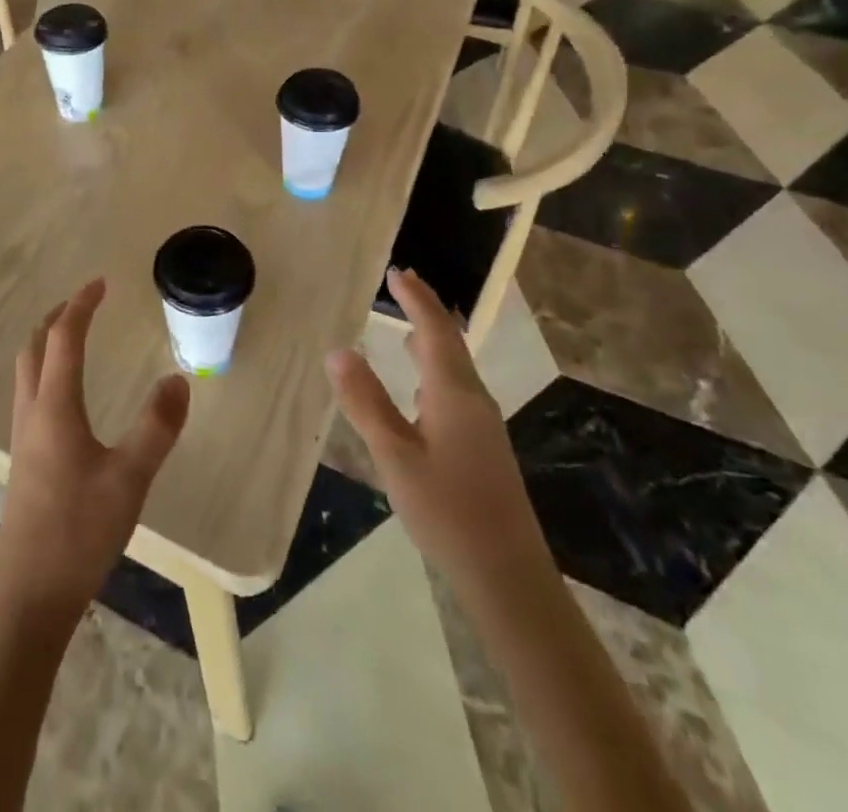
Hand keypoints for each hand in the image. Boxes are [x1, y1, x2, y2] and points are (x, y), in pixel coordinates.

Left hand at [0, 279, 190, 623]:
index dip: (81, 305)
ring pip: (27, 371)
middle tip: (85, 303)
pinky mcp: (23, 461)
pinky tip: (67, 397)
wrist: (27, 598)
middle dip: (57, 317)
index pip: (64, 338)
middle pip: (35, 347)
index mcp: (55, 407)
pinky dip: (46, 371)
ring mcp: (22, 438)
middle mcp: (32, 413)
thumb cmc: (78, 533)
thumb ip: (156, 427)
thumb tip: (177, 379)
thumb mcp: (129, 479)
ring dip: (47, 342)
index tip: (101, 283)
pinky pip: (30, 395)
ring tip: (75, 337)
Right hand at [327, 267, 547, 580]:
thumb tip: (338, 350)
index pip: (433, 329)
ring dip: (433, 338)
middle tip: (403, 285)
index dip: (415, 298)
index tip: (397, 271)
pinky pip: (456, 387)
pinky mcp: (483, 446)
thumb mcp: (395, 455)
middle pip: (450, 341)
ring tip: (409, 326)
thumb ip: (366, 402)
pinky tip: (422, 385)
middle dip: (427, 310)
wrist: (508, 575)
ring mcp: (482, 424)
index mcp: (454, 392)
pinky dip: (436, 367)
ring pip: (456, 365)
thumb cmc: (447, 511)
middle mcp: (473, 398)